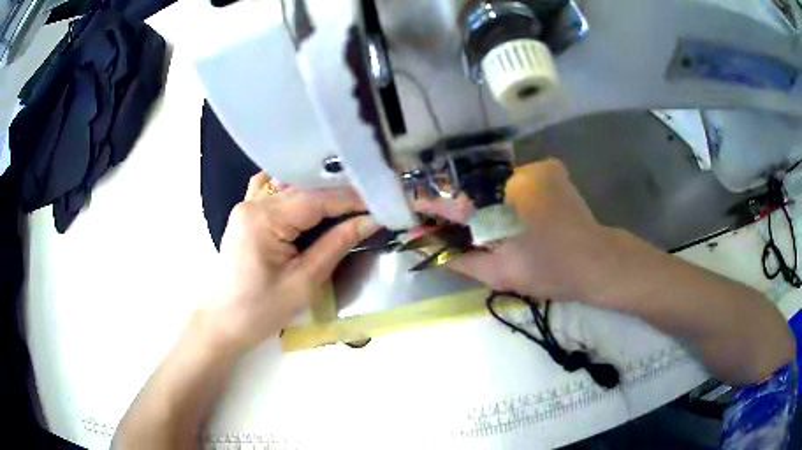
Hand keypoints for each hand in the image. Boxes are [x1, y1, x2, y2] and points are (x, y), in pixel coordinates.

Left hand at [203, 173, 379, 352]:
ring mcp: (247, 205)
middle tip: (373, 200)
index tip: (382, 200)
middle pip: (304, 188)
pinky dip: (295, 189)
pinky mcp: (247, 213)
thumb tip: (371, 220)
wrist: (224, 323)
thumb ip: (336, 244)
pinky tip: (311, 196)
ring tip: (349, 198)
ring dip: (320, 189)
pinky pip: (273, 189)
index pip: (316, 198)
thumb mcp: (304, 282)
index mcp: (264, 219)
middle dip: (340, 193)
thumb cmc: (261, 310)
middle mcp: (254, 203)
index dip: (352, 198)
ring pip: (290, 185)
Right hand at [428, 159, 617, 301]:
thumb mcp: (499, 273)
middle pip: (474, 184)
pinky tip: (519, 210)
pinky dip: (511, 190)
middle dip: (463, 202)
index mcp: (501, 203)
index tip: (416, 208)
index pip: (453, 197)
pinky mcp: (550, 167)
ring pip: (496, 179)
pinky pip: (517, 176)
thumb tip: (428, 247)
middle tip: (463, 223)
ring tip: (496, 221)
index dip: (432, 203)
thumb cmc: (549, 272)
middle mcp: (514, 174)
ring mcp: (535, 167)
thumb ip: (460, 258)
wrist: (596, 262)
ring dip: (489, 196)